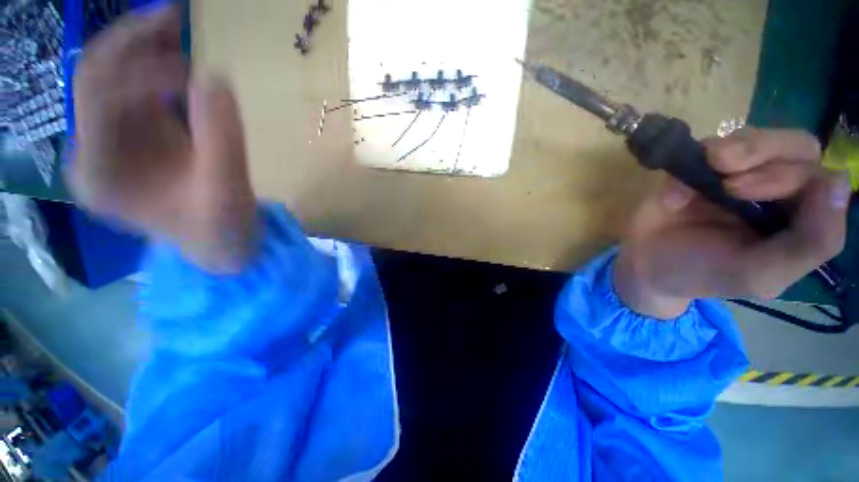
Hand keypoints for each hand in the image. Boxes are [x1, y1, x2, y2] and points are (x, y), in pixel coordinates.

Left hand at [67, 6, 256, 272]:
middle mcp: (93, 151)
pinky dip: (155, 67)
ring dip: (142, 47)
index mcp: (100, 173)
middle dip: (132, 42)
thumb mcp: (226, 192)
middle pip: (96, 77)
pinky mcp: (134, 137)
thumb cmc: (220, 229)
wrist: (220, 244)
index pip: (99, 98)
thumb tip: (216, 78)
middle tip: (175, 16)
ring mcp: (111, 141)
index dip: (141, 70)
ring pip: (113, 76)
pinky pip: (135, 90)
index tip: (193, 70)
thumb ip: (221, 140)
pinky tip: (179, 58)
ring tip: (178, 26)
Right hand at [613, 128, 850, 318]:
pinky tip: (674, 198)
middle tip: (731, 183)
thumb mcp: (761, 274)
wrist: (646, 267)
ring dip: (739, 146)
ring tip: (712, 165)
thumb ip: (811, 243)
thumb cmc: (703, 274)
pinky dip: (690, 165)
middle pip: (796, 146)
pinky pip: (704, 148)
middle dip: (767, 153)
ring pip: (756, 137)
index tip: (753, 194)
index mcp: (797, 216)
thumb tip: (839, 183)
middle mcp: (774, 188)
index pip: (818, 177)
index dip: (794, 176)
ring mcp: (733, 174)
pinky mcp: (696, 168)